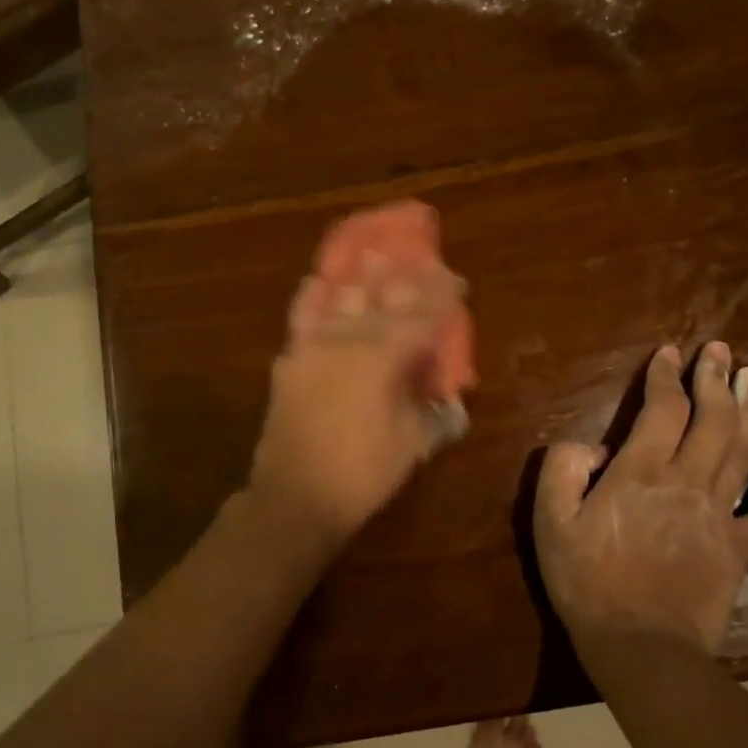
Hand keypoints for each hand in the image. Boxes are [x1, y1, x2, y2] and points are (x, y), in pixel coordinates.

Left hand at [247, 259, 465, 550]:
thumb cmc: (362, 473)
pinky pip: (302, 317)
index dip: (443, 294)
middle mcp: (349, 339)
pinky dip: (313, 297)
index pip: (422, 314)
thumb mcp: (412, 446)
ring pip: (340, 297)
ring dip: (360, 274)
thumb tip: (453, 406)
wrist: (295, 496)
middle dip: (405, 277)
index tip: (457, 280)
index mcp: (385, 356)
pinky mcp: (290, 360)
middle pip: (382, 296)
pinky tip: (317, 283)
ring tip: (370, 251)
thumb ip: (438, 418)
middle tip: (420, 260)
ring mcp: (313, 346)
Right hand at [533, 342, 747, 657]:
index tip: (669, 353)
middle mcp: (687, 481)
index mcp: (641, 472)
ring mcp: (721, 515)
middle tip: (719, 350)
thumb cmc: (587, 582)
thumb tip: (595, 448)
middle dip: (714, 379)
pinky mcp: (741, 548)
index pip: (662, 408)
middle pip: (710, 419)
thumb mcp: (550, 521)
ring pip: (742, 450)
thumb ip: (563, 470)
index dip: (666, 376)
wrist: (640, 646)